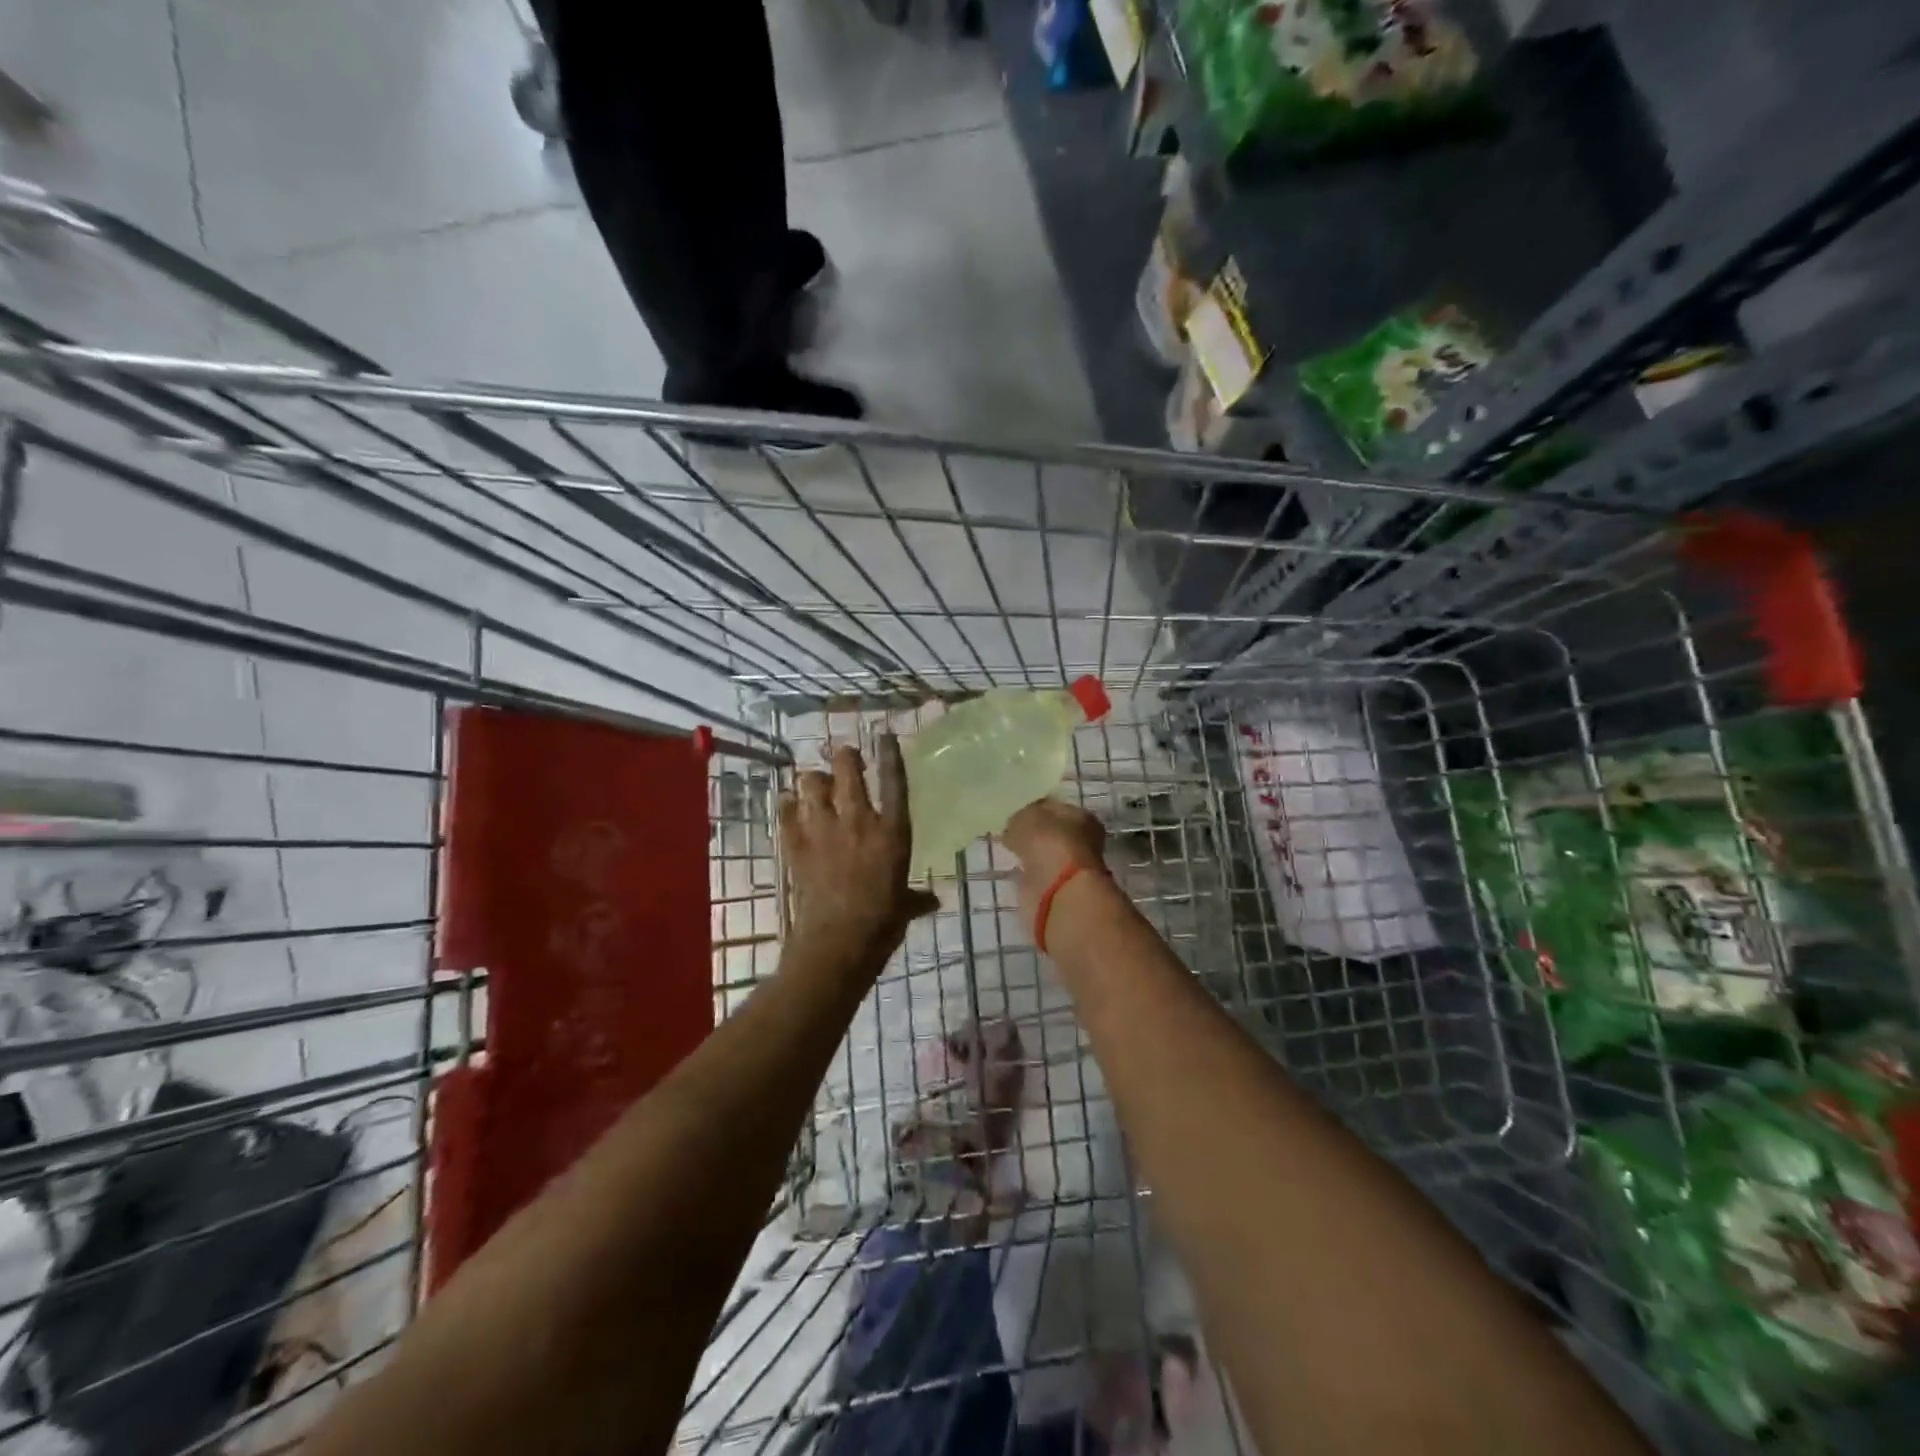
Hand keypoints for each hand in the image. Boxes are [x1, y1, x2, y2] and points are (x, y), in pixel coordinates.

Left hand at [779, 735, 938, 981]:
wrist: (837, 943)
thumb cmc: (882, 924)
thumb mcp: (905, 908)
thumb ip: (917, 898)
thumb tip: (933, 901)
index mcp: (892, 832)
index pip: (894, 781)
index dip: (889, 754)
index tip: (883, 736)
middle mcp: (858, 821)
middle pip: (847, 770)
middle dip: (845, 757)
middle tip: (845, 759)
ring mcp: (823, 830)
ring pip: (811, 783)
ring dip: (814, 781)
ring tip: (817, 786)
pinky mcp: (795, 845)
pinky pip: (786, 812)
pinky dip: (787, 805)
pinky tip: (789, 806)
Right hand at [1002, 798, 1106, 934]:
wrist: (1056, 891)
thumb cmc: (1048, 843)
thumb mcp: (1027, 817)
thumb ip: (1021, 818)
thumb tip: (1016, 826)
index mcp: (1081, 817)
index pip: (1055, 808)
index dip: (1036, 808)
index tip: (1017, 813)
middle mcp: (1081, 841)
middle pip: (1053, 833)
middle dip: (1035, 834)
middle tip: (1011, 832)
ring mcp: (1070, 868)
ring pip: (1046, 855)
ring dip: (1032, 854)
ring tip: (1009, 851)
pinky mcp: (1057, 890)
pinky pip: (1038, 875)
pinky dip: (1028, 874)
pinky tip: (1014, 870)